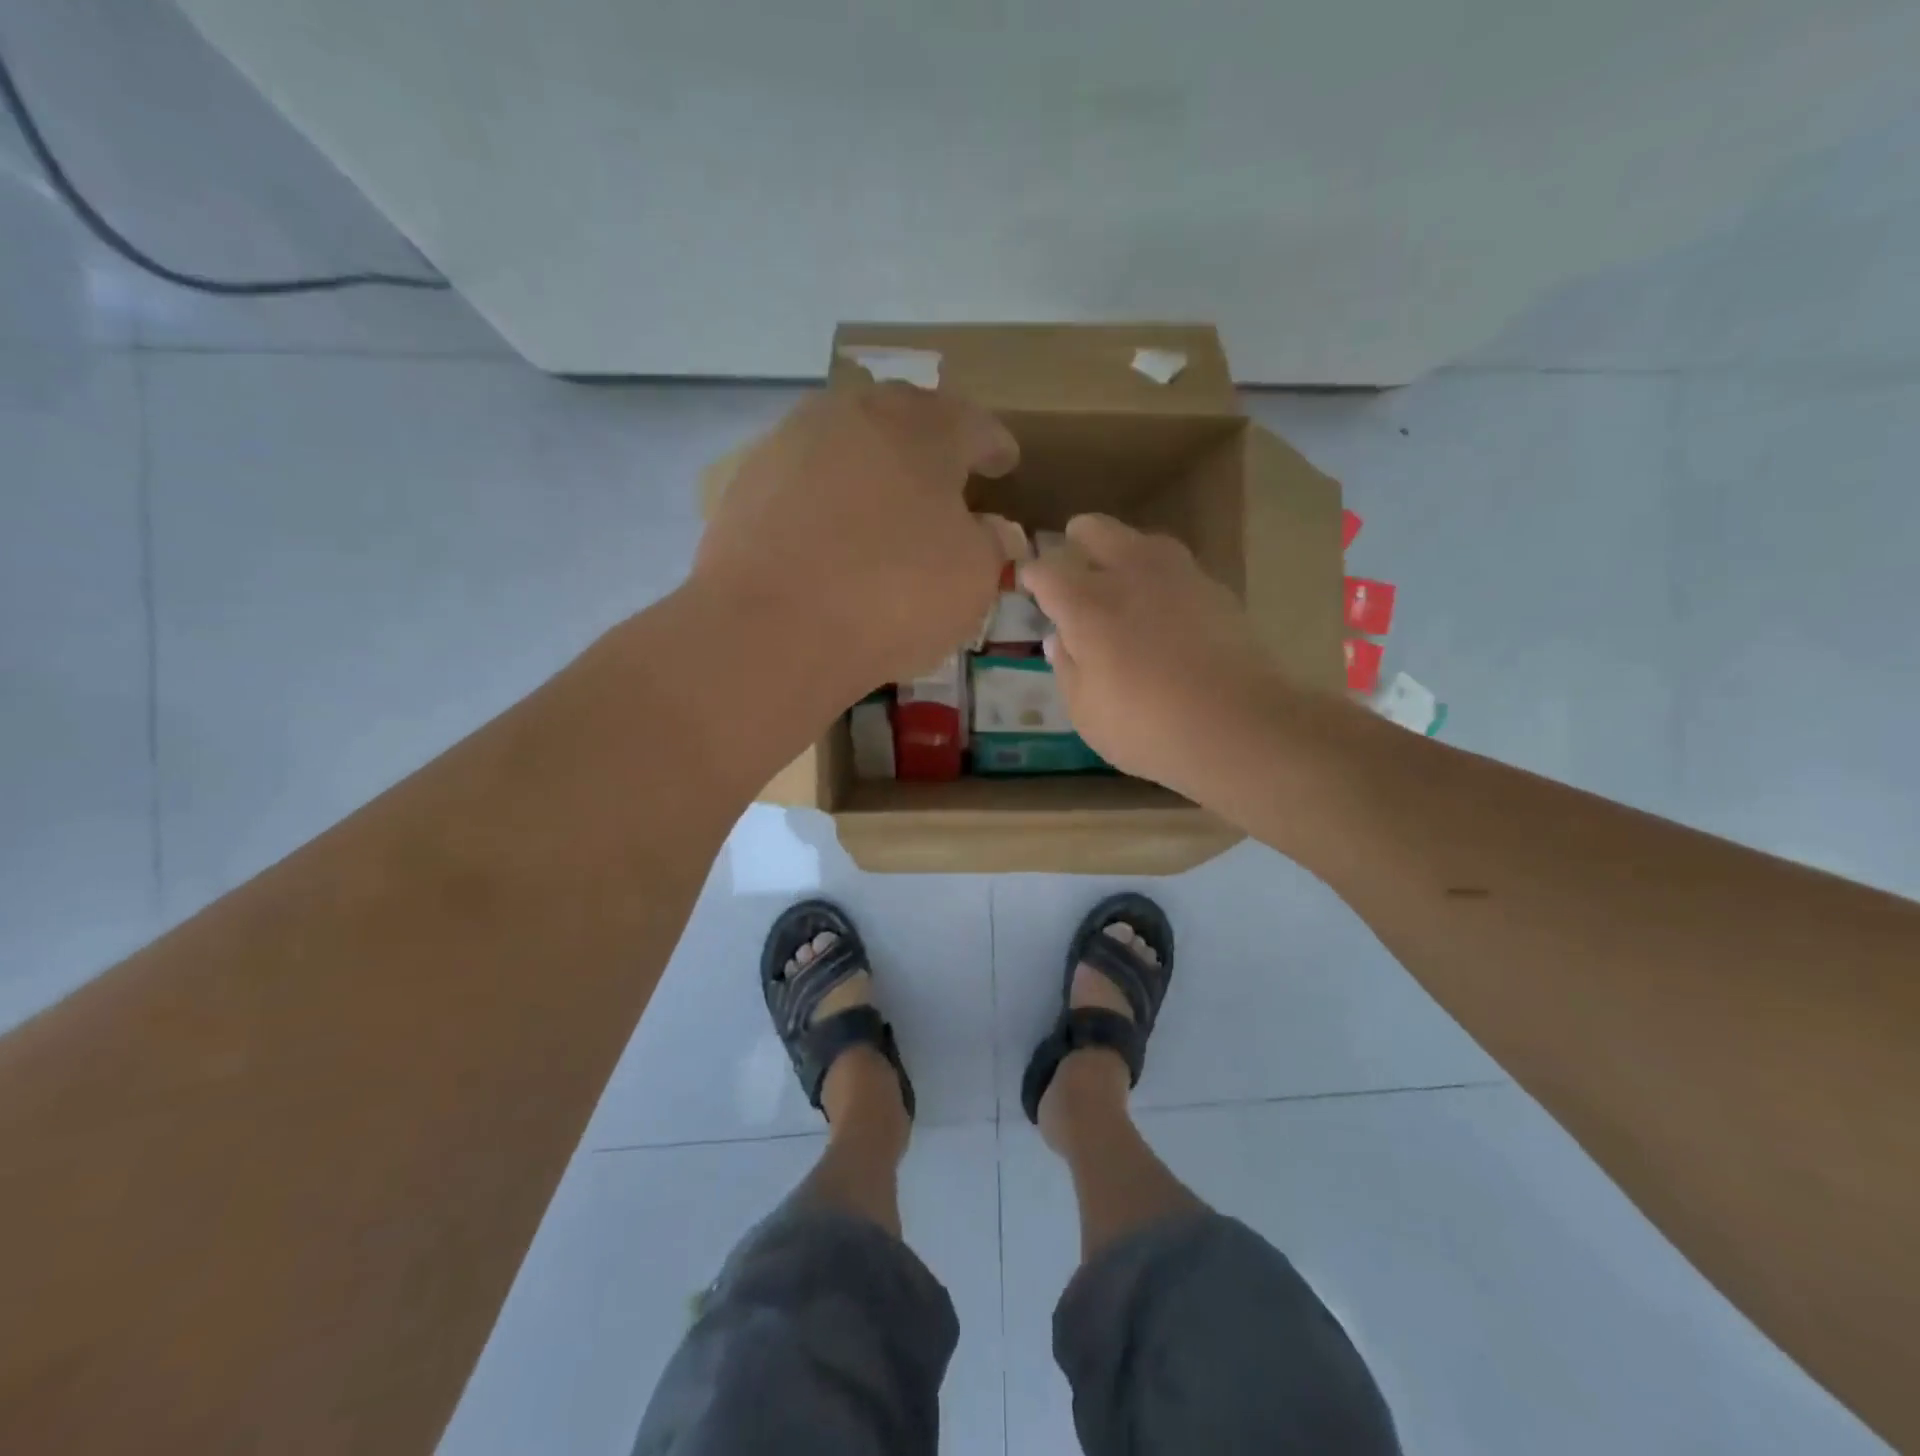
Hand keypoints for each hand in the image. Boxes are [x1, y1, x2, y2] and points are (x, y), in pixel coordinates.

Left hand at [694, 384, 1022, 695]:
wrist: (771, 628)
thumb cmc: (892, 595)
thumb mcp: (972, 579)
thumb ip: (991, 544)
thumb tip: (992, 530)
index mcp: (922, 428)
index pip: (973, 424)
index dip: (995, 446)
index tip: (1006, 463)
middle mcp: (854, 415)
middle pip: (904, 418)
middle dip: (930, 443)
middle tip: (946, 475)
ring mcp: (792, 442)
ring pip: (848, 442)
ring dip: (874, 465)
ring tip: (886, 502)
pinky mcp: (747, 481)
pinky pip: (805, 479)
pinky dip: (827, 497)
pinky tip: (830, 533)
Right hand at [1022, 514, 1284, 803]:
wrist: (1238, 725)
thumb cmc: (1146, 727)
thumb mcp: (1086, 712)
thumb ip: (1067, 669)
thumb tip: (1058, 638)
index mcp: (1086, 605)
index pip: (1047, 571)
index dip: (1033, 575)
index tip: (1029, 582)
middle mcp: (1129, 575)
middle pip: (1097, 531)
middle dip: (1078, 536)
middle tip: (1073, 550)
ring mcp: (1177, 576)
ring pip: (1142, 539)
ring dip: (1123, 547)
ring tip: (1120, 568)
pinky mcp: (1215, 590)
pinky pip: (1177, 566)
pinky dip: (1160, 573)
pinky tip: (1163, 597)